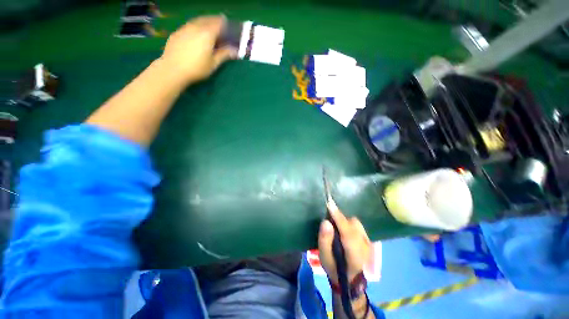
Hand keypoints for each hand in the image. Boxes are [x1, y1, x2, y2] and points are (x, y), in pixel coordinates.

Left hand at [159, 14, 237, 85]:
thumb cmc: (197, 68)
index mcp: (207, 33)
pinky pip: (189, 25)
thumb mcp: (214, 63)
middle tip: (219, 24)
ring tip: (208, 27)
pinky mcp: (177, 33)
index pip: (218, 23)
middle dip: (214, 20)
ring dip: (204, 22)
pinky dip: (195, 26)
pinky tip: (196, 33)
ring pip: (197, 21)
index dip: (224, 23)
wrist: (173, 69)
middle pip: (207, 19)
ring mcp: (184, 28)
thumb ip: (224, 55)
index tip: (228, 25)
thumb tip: (235, 51)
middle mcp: (196, 27)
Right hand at [318, 200, 371, 283]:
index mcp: (355, 256)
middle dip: (340, 218)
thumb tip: (325, 222)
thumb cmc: (335, 269)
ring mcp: (370, 243)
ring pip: (357, 223)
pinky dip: (349, 223)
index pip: (348, 232)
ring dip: (345, 221)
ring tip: (336, 226)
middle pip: (354, 224)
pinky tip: (343, 229)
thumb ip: (324, 241)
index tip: (330, 204)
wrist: (350, 280)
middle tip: (329, 221)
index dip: (338, 217)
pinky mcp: (369, 240)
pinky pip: (358, 225)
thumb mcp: (325, 258)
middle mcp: (366, 247)